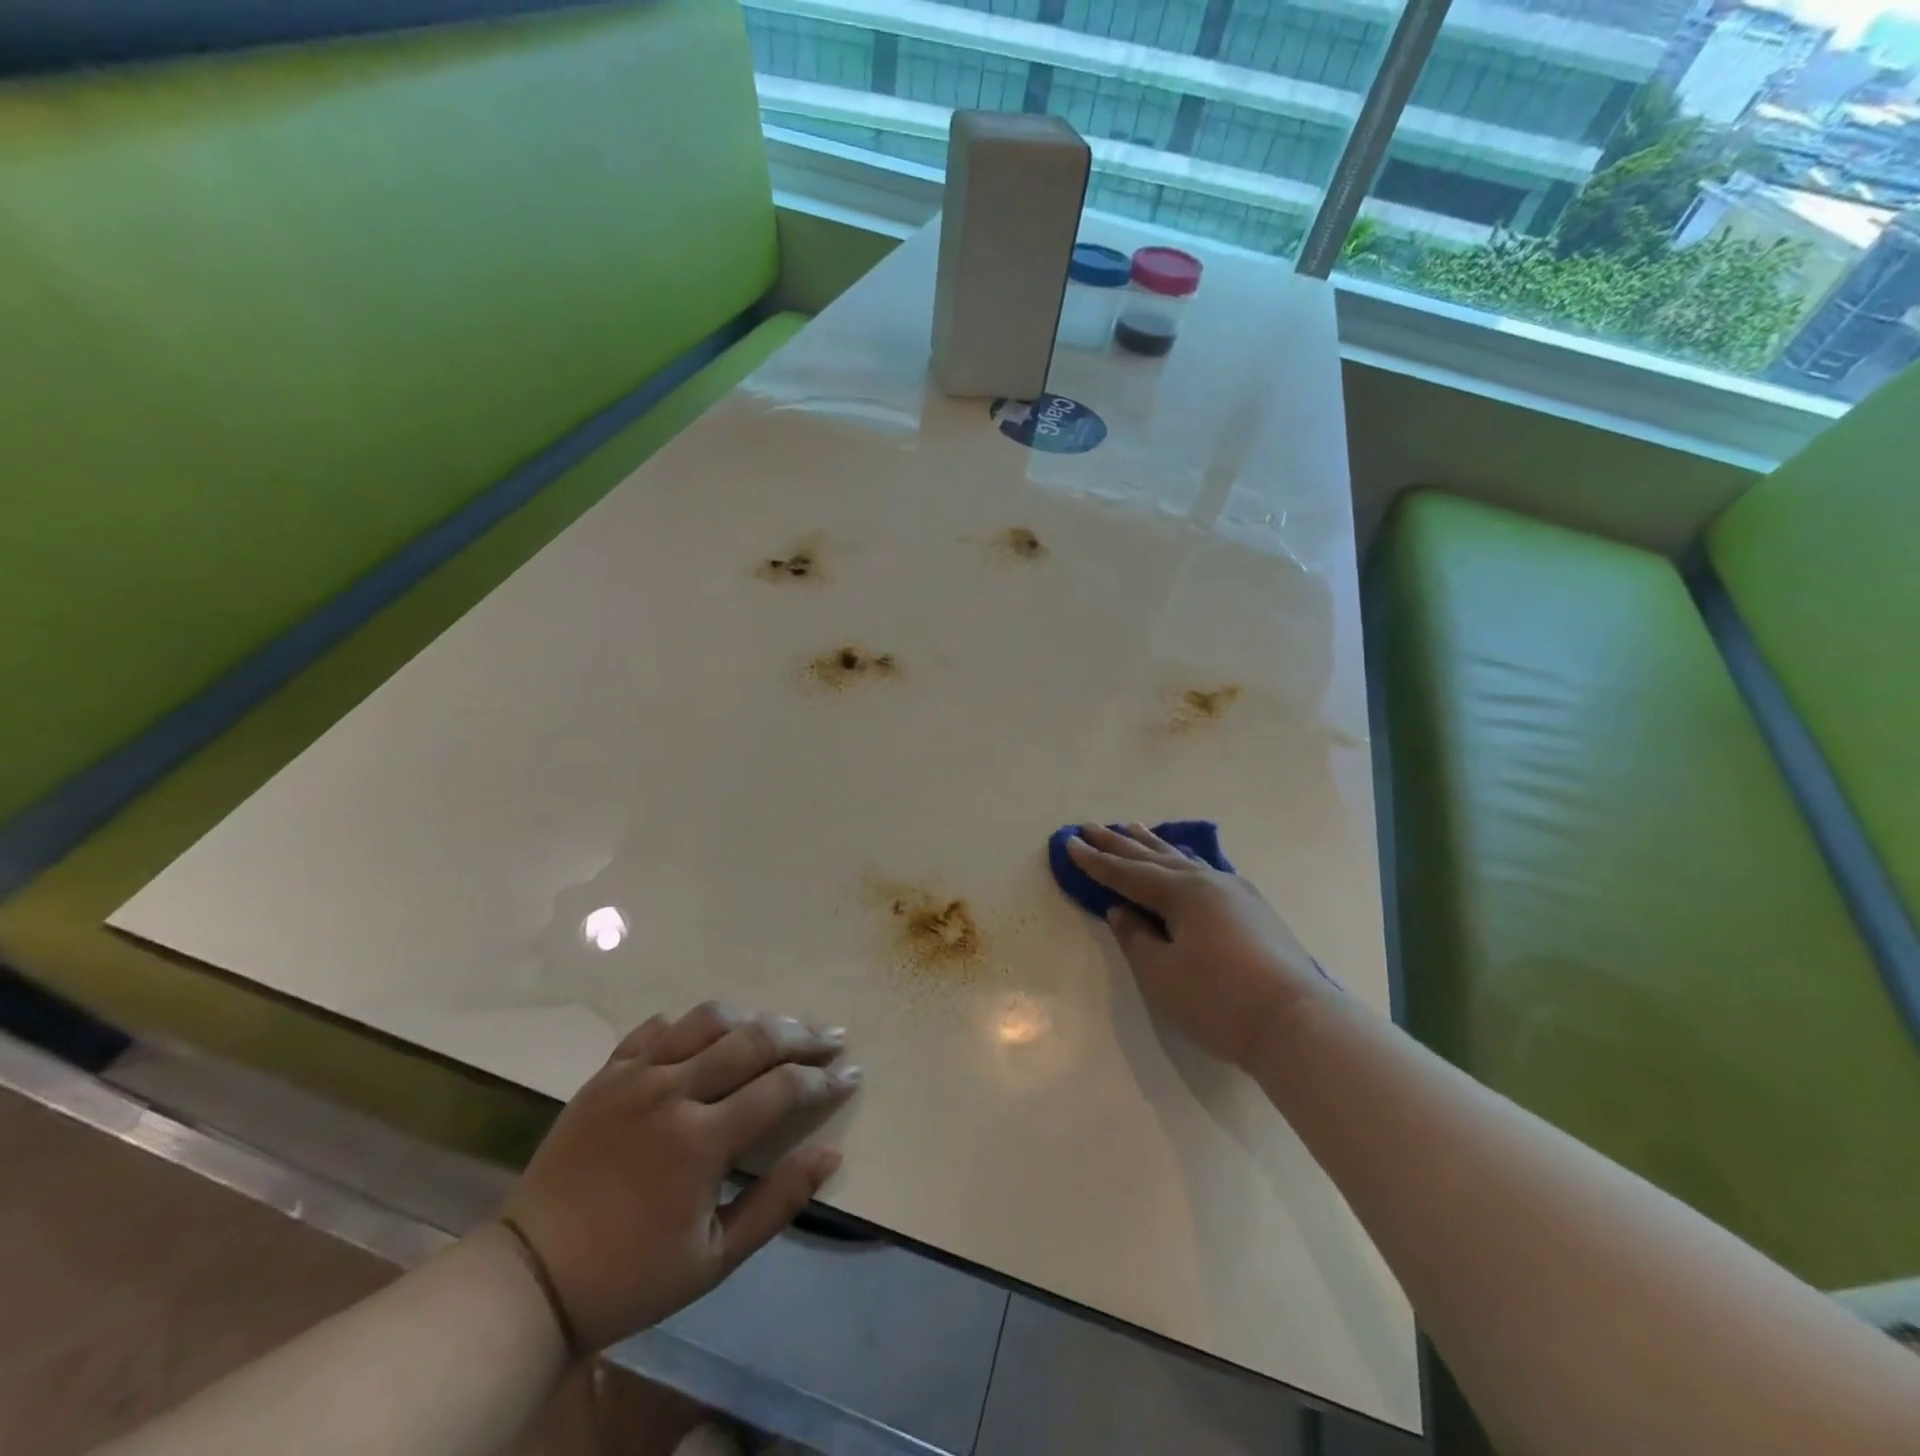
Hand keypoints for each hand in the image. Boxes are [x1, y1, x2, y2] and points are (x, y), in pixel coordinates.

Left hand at [499, 1002, 859, 1352]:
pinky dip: (688, 1025)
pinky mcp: (605, 1074)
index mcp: (700, 1140)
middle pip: (752, 1039)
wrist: (529, 1280)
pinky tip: (706, 1035)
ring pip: (707, 1019)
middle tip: (833, 1037)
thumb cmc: (630, 1276)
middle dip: (802, 1034)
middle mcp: (671, 1091)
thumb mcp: (715, 1258)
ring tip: (777, 1027)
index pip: (781, 1088)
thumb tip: (832, 1153)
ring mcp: (634, 1076)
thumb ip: (778, 1200)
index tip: (852, 1073)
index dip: (824, 1078)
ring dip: (751, 1018)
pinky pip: (655, 1029)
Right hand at [1066, 823, 1328, 1069]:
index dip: (1096, 861)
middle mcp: (1208, 881)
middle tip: (1090, 826)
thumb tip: (1121, 911)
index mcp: (1183, 892)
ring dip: (1152, 845)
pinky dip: (1181, 860)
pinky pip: (1204, 871)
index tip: (1069, 843)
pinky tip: (1182, 860)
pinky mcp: (1254, 909)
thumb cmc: (1219, 1000)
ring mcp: (1236, 893)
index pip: (1128, 873)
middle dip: (1119, 844)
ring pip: (1183, 859)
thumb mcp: (1163, 974)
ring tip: (1131, 827)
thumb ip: (1136, 938)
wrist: (1298, 1023)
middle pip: (1153, 857)